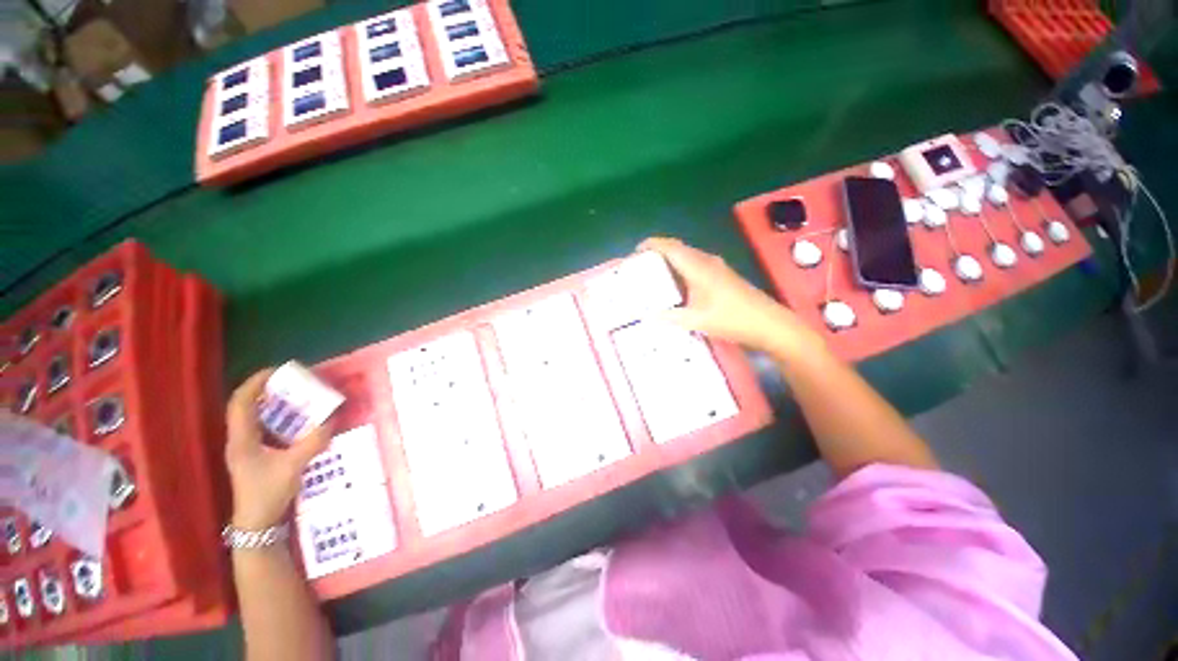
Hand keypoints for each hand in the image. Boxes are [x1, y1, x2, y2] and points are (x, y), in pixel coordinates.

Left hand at [225, 369, 332, 530]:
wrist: (257, 523)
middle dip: (264, 389)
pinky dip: (273, 416)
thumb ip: (313, 442)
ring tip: (292, 394)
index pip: (241, 403)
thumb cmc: (268, 493)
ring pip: (250, 416)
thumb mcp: (293, 467)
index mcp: (242, 439)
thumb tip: (333, 419)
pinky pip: (260, 426)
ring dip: (268, 402)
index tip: (276, 370)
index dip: (255, 383)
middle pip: (244, 405)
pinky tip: (292, 419)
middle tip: (289, 381)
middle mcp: (239, 439)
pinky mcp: (252, 454)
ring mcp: (244, 447)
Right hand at [639, 237, 825, 357]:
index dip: (652, 245)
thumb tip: (649, 317)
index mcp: (698, 267)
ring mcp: (716, 267)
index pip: (671, 248)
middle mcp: (707, 261)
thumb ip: (671, 317)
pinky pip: (695, 265)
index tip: (636, 251)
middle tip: (641, 266)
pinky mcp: (722, 275)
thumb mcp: (697, 320)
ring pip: (687, 257)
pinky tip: (676, 285)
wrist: (768, 324)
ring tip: (653, 275)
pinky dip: (681, 269)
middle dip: (658, 253)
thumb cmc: (732, 319)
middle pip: (678, 249)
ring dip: (670, 261)